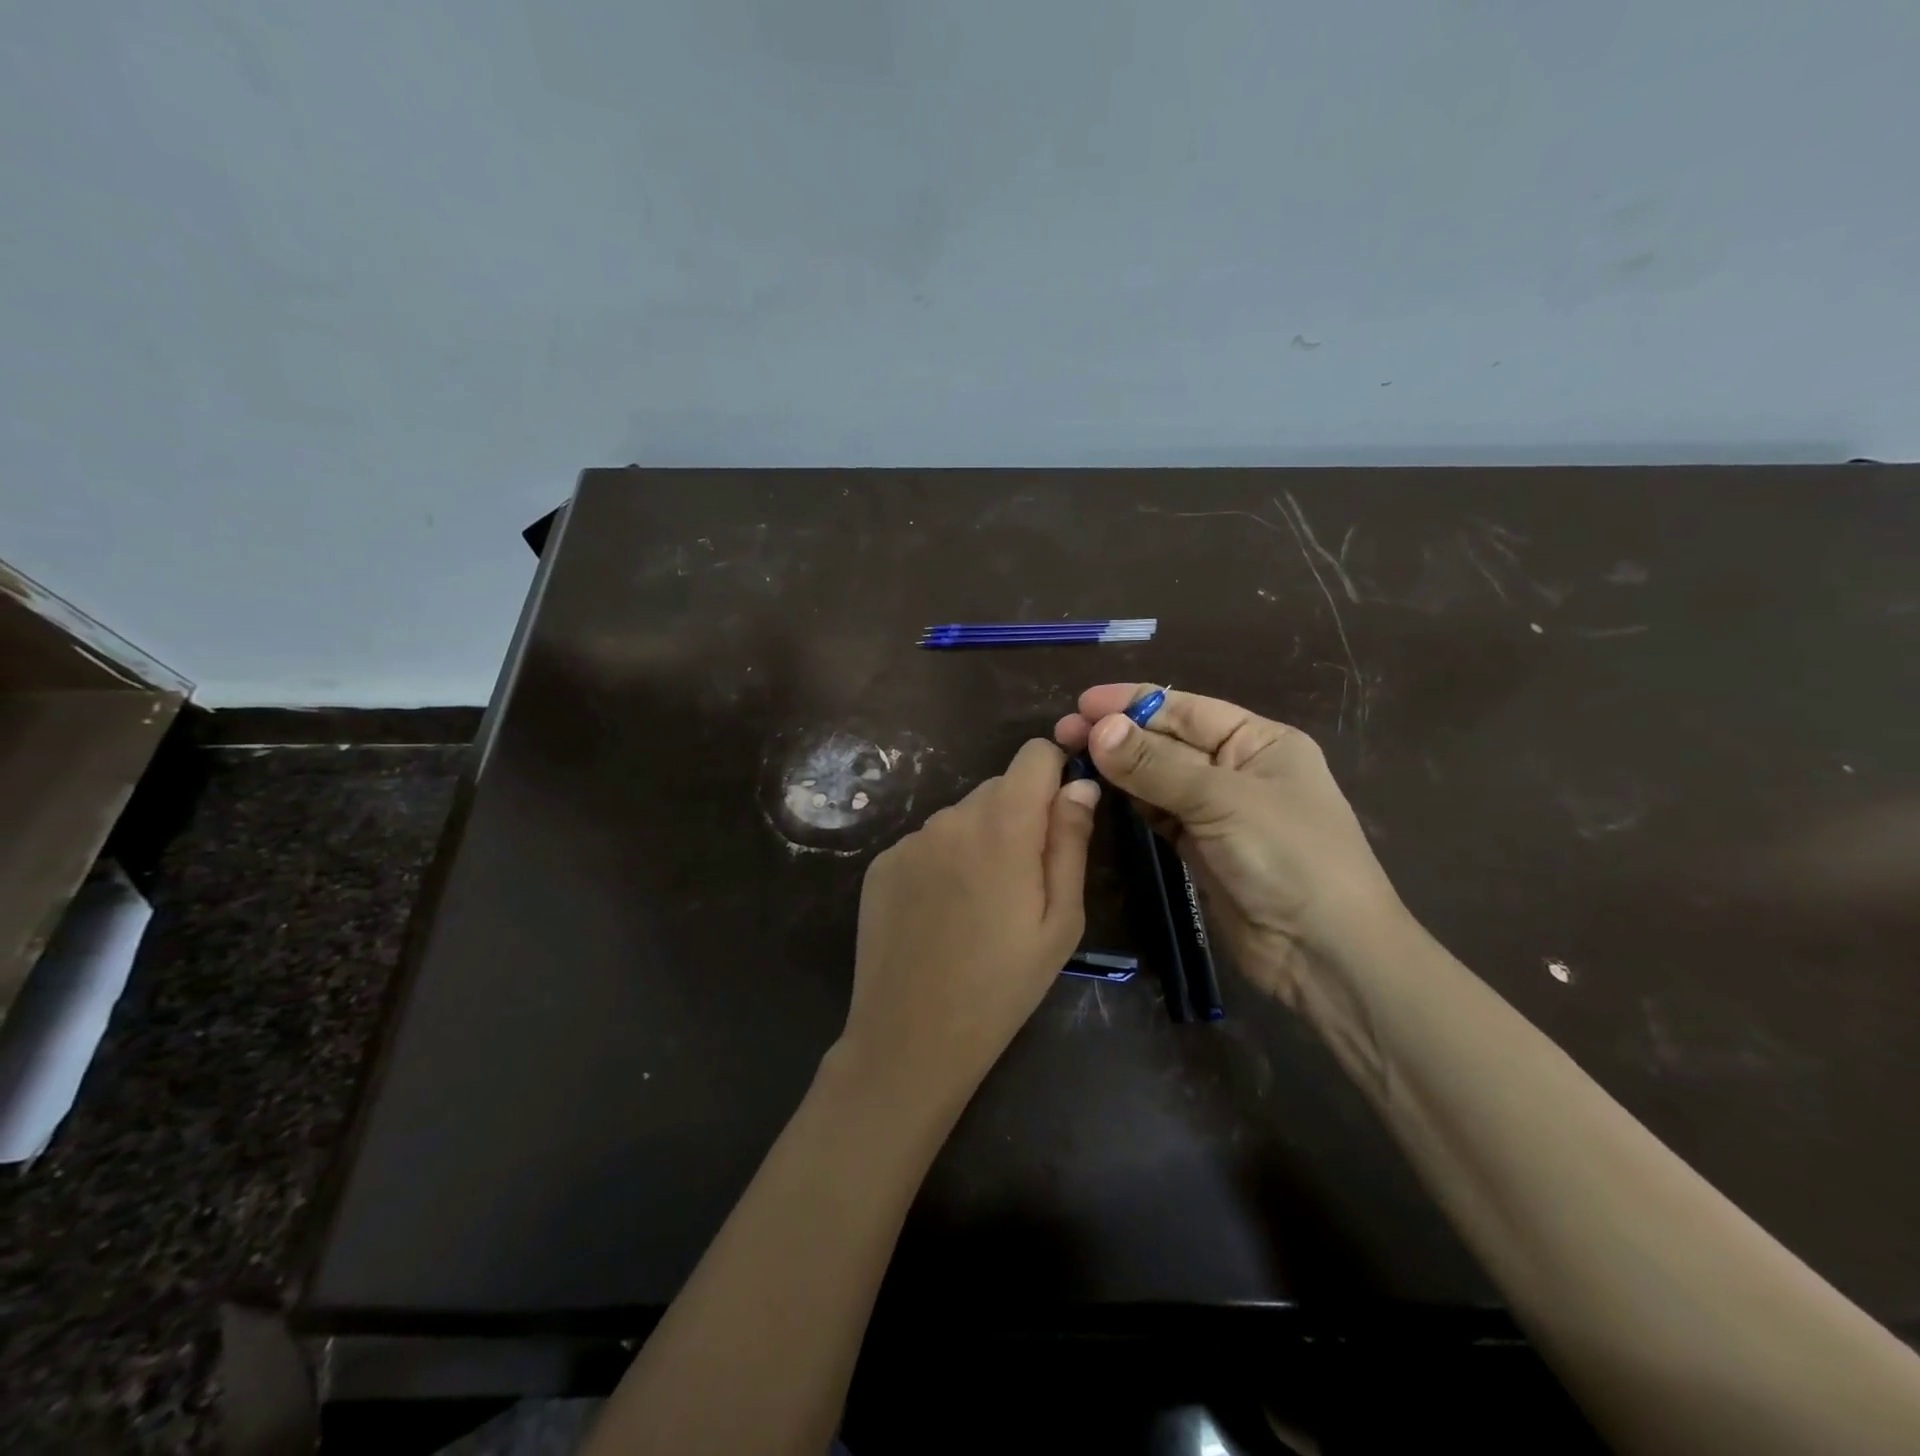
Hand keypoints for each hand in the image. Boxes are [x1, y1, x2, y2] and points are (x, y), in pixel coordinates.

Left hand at [837, 739, 1098, 1113]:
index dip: (1054, 775)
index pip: (1034, 754)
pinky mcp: (882, 863)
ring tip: (978, 905)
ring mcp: (910, 839)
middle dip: (1019, 817)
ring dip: (979, 840)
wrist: (912, 1036)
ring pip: (962, 817)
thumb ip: (1071, 841)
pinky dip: (942, 861)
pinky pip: (927, 843)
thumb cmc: (1003, 985)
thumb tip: (1080, 785)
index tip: (1060, 816)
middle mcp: (951, 817)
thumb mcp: (1061, 920)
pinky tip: (940, 913)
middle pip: (998, 788)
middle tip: (1022, 881)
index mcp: (1003, 826)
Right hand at [1054, 684, 1402, 1011]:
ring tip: (1071, 758)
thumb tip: (1097, 728)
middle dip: (1118, 734)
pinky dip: (1131, 802)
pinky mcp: (1200, 848)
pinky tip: (1099, 791)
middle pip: (1168, 741)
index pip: (1186, 709)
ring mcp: (1218, 811)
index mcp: (1260, 741)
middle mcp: (1238, 769)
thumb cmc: (1288, 857)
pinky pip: (1159, 813)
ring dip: (1119, 768)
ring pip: (1159, 778)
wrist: (1323, 953)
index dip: (1133, 702)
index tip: (1081, 703)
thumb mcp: (1222, 800)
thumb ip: (1154, 765)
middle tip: (1061, 733)